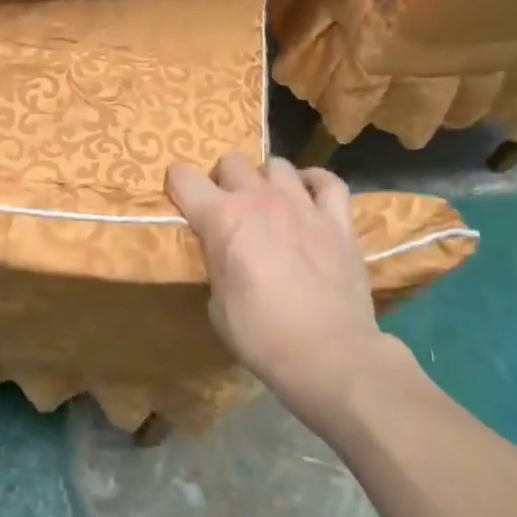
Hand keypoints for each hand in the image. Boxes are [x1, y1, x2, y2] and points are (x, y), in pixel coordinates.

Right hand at [167, 154, 391, 389]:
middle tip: (227, 208)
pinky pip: (328, 182)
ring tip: (267, 203)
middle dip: (223, 180)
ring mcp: (303, 206)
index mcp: (222, 218)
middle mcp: (260, 200)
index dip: (177, 186)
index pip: (183, 177)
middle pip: (232, 161)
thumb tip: (225, 256)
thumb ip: (217, 264)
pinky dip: (314, 183)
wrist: (329, 355)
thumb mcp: (216, 303)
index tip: (181, 202)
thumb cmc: (260, 334)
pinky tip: (308, 194)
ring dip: (265, 180)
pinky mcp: (339, 223)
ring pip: (277, 165)